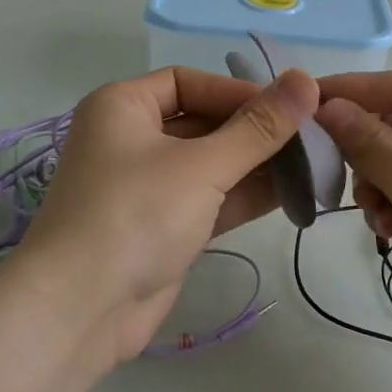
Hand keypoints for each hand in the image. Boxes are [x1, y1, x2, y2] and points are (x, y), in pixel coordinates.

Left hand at [12, 66, 319, 363]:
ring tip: (312, 165)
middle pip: (203, 122)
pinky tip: (292, 193)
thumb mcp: (201, 165)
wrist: (79, 311)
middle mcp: (131, 139)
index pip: (189, 82)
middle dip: (255, 131)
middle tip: (311, 137)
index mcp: (123, 107)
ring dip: (257, 165)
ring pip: (210, 163)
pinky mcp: (162, 226)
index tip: (288, 108)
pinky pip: (209, 199)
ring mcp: (147, 187)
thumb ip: (258, 128)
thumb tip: (306, 80)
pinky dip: (244, 195)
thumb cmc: (135, 215)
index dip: (238, 91)